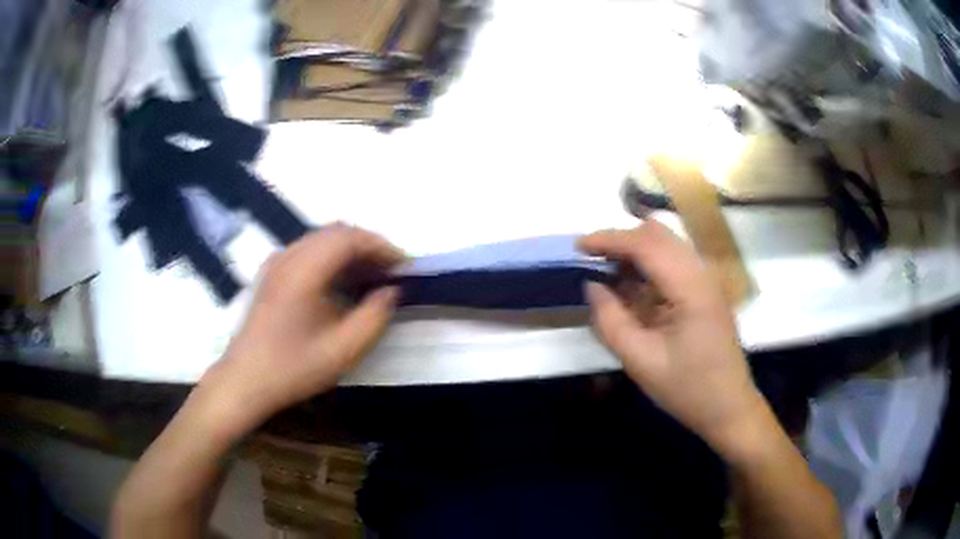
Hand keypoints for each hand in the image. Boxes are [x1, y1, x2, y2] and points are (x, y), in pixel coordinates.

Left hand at [198, 225, 403, 433]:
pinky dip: (332, 257)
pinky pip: (308, 250)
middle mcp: (288, 256)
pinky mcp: (271, 273)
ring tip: (372, 277)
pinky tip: (341, 283)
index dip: (382, 247)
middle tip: (391, 272)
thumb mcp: (343, 350)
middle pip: (336, 232)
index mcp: (304, 270)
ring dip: (350, 251)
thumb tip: (391, 291)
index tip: (404, 267)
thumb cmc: (293, 368)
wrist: (245, 380)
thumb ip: (374, 317)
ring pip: (321, 239)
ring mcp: (277, 262)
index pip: (350, 238)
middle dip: (368, 246)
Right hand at [579, 221, 765, 455]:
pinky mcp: (706, 292)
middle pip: (659, 235)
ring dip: (635, 251)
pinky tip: (632, 289)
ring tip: (607, 274)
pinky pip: (673, 264)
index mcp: (691, 288)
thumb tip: (593, 286)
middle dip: (622, 240)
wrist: (729, 408)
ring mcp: (707, 281)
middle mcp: (702, 273)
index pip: (647, 244)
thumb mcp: (640, 361)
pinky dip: (648, 267)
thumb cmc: (687, 389)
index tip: (578, 246)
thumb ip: (611, 321)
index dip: (610, 239)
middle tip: (592, 260)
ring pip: (667, 245)